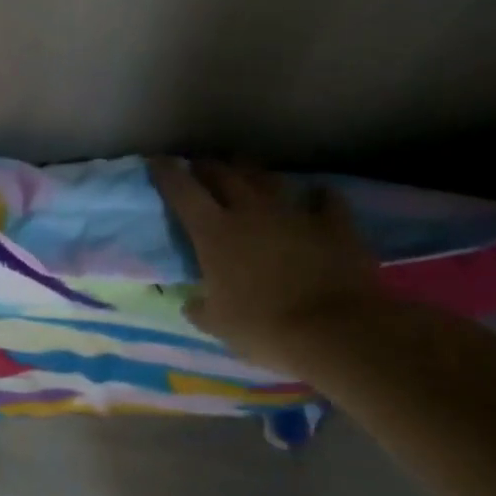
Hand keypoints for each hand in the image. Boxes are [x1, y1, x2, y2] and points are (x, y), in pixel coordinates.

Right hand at [148, 158, 382, 375]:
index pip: (181, 190)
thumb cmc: (265, 328)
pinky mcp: (334, 223)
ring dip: (253, 173)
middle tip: (200, 167)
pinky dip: (317, 195)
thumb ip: (200, 309)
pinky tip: (315, 196)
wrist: (338, 332)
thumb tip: (191, 303)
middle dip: (207, 166)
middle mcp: (250, 211)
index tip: (158, 162)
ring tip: (247, 174)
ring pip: (267, 178)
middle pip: (223, 173)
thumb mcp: (218, 326)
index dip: (166, 172)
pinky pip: (324, 198)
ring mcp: (294, 213)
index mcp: (213, 232)